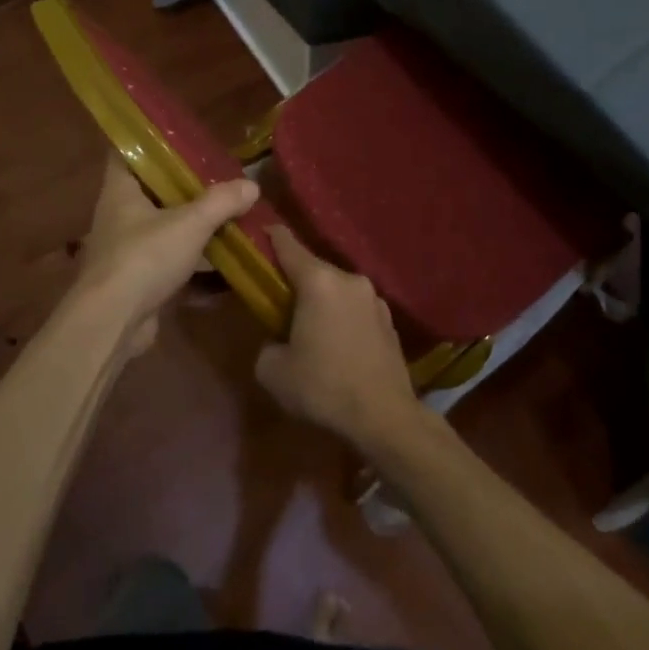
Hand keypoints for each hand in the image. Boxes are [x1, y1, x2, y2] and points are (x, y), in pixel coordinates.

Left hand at [69, 155, 259, 349]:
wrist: (113, 323)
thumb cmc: (144, 258)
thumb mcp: (190, 223)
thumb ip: (221, 202)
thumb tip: (252, 185)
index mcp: (121, 190)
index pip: (126, 151)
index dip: (149, 141)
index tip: (181, 137)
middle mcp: (120, 216)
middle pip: (153, 191)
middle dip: (185, 187)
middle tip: (220, 178)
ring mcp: (128, 251)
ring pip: (165, 230)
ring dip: (194, 228)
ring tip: (230, 217)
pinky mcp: (140, 282)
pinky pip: (172, 266)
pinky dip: (196, 267)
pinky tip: (226, 269)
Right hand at [255, 226, 423, 453]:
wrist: (385, 417)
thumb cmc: (323, 387)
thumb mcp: (273, 371)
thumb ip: (267, 345)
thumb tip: (277, 342)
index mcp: (318, 281)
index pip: (288, 245)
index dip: (271, 237)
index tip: (260, 232)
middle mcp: (349, 279)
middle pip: (314, 269)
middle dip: (295, 280)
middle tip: (278, 299)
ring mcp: (373, 298)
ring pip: (336, 289)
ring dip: (321, 301)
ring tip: (310, 329)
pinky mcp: (388, 320)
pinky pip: (354, 308)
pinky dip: (341, 317)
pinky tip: (337, 345)